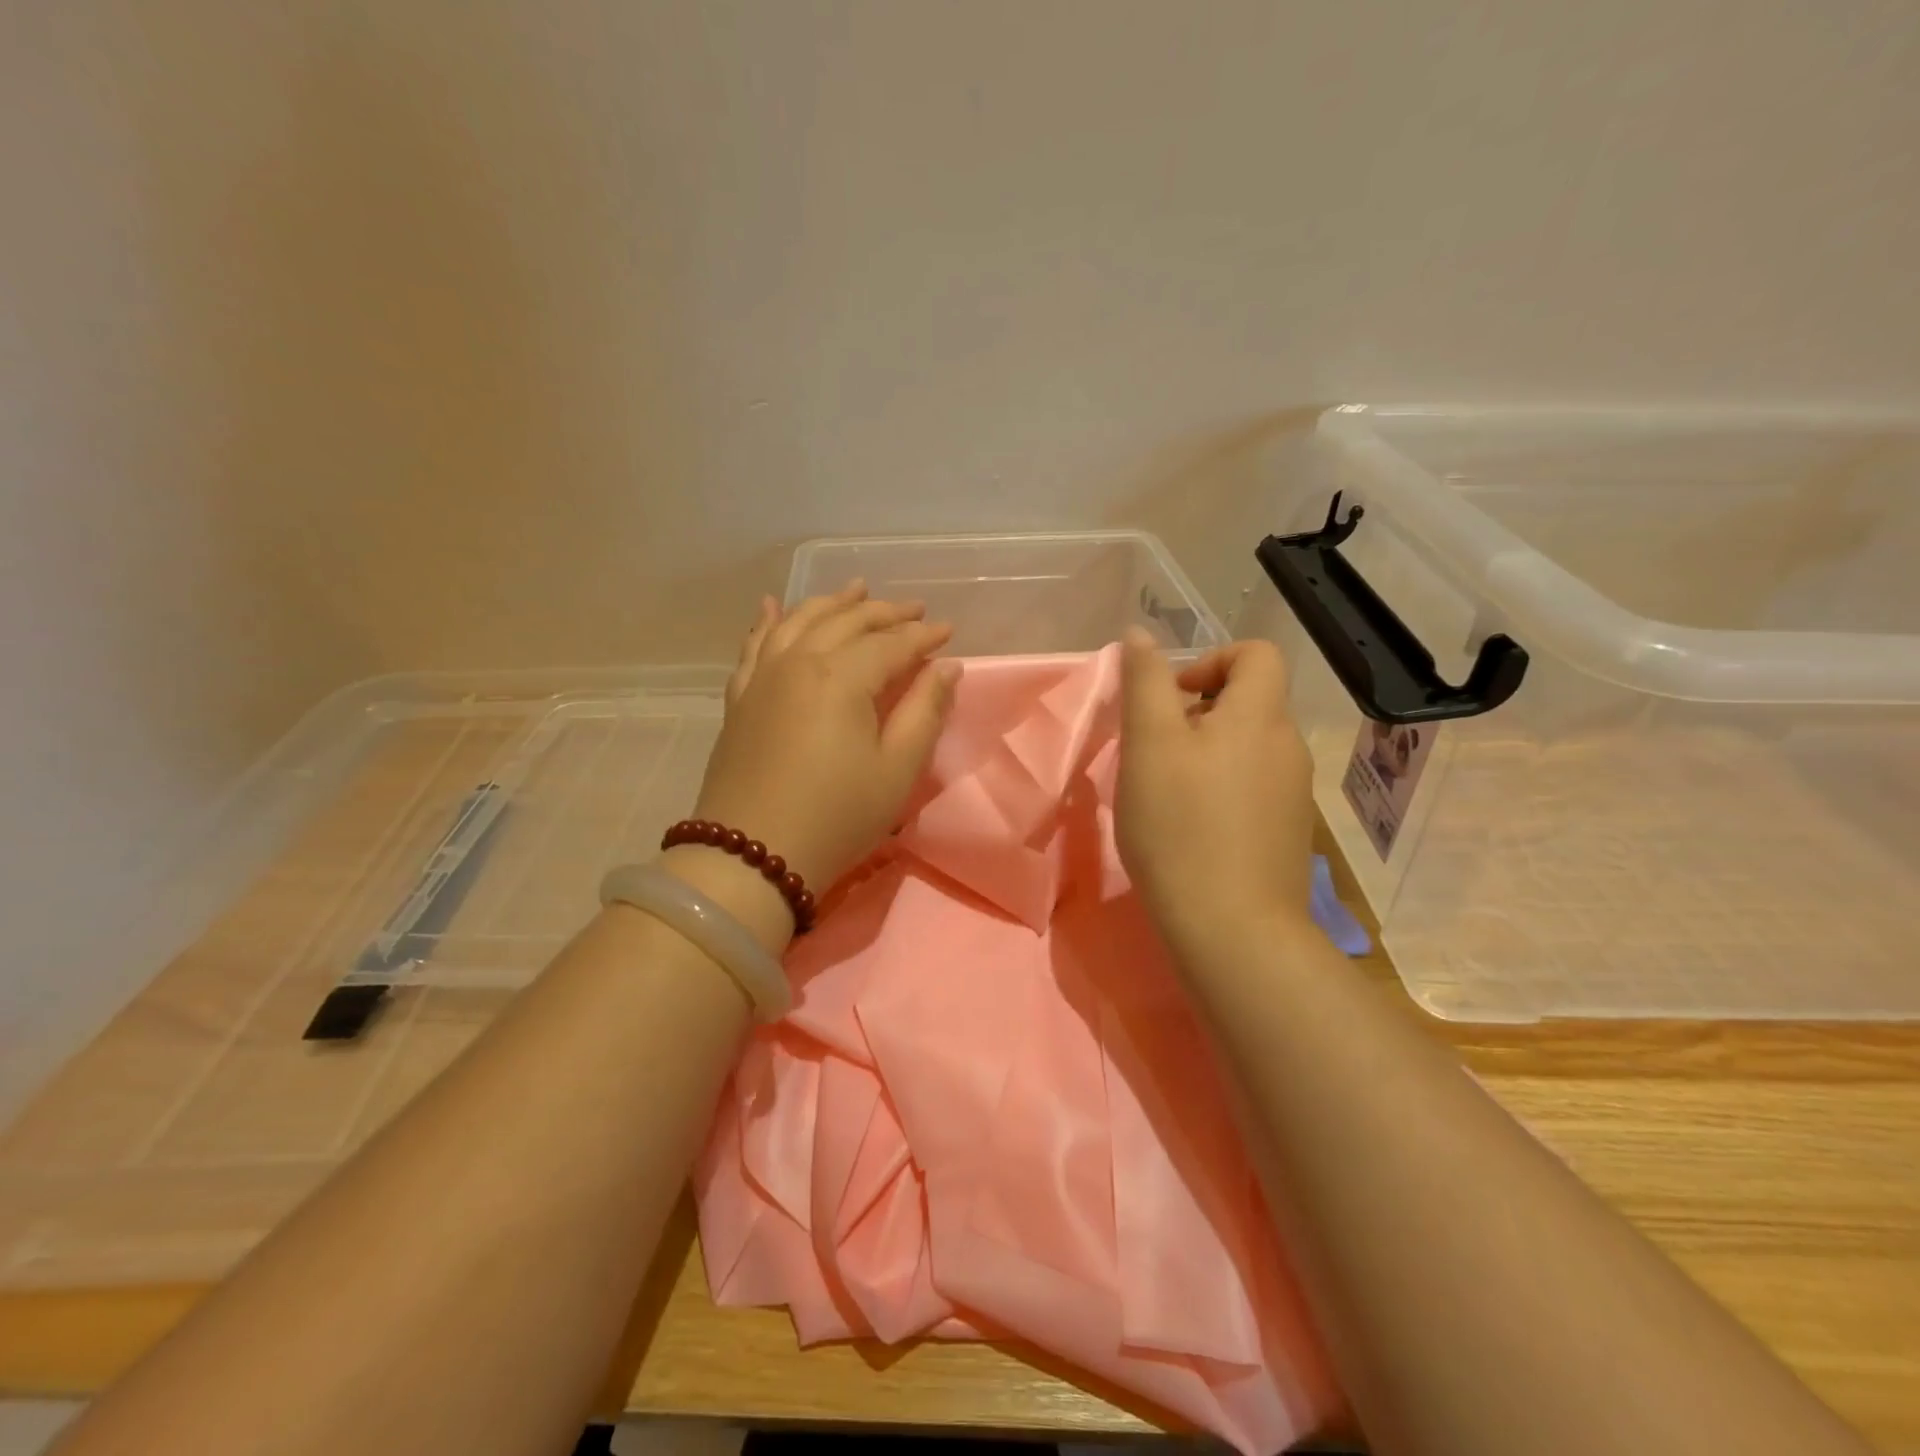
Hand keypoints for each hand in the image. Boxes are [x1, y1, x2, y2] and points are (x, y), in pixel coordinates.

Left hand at [689, 583, 957, 899]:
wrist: (750, 856)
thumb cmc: (836, 816)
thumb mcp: (896, 770)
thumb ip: (924, 712)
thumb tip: (946, 667)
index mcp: (841, 677)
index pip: (891, 643)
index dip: (922, 635)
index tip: (948, 631)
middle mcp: (799, 662)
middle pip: (846, 622)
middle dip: (884, 612)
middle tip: (913, 609)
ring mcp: (762, 677)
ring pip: (799, 622)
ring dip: (831, 603)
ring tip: (854, 589)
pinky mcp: (739, 699)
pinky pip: (753, 647)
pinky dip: (767, 622)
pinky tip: (772, 606)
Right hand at [1116, 630, 1318, 958]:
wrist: (1233, 929)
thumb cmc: (1181, 826)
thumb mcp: (1149, 745)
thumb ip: (1145, 683)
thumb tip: (1140, 635)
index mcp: (1260, 716)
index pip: (1256, 654)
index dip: (1211, 659)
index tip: (1171, 697)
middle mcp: (1288, 747)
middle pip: (1250, 702)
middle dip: (1199, 712)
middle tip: (1154, 750)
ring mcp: (1294, 794)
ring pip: (1249, 748)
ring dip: (1208, 753)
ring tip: (1167, 791)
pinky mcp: (1287, 833)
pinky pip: (1254, 787)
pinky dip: (1223, 789)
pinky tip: (1192, 827)